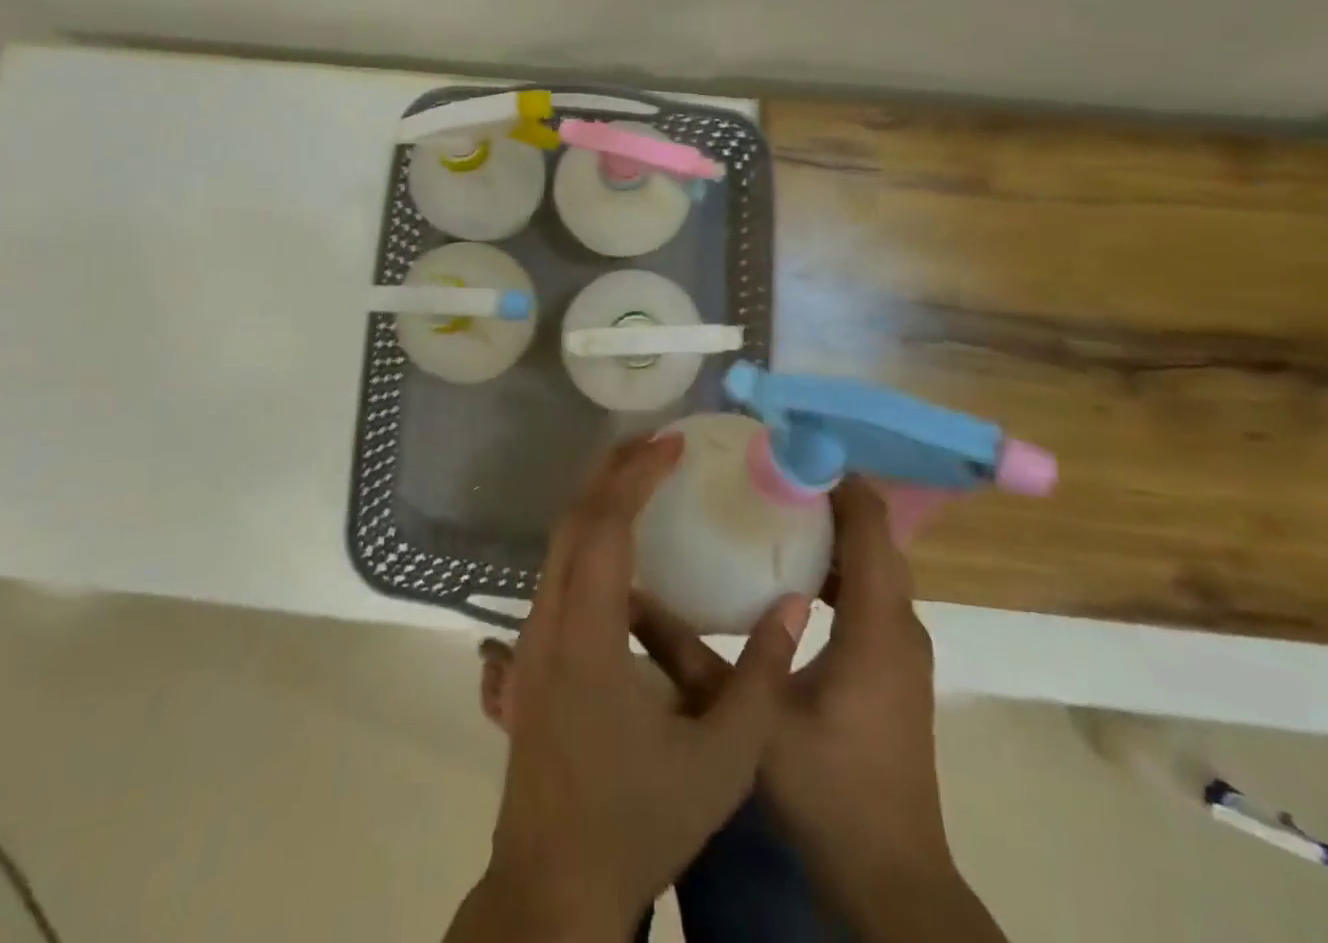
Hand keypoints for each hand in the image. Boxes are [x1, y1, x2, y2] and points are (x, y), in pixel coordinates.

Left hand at [447, 433, 810, 941]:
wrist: (553, 884)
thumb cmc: (639, 822)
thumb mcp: (721, 761)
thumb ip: (760, 678)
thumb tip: (795, 605)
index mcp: (586, 636)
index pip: (605, 527)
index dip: (636, 476)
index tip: (673, 444)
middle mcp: (548, 621)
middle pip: (573, 519)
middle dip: (614, 471)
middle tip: (661, 443)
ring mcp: (532, 636)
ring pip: (559, 541)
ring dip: (598, 499)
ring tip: (643, 475)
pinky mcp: (532, 653)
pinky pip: (558, 568)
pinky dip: (588, 533)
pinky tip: (622, 542)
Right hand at [634, 477, 1006, 942]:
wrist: (894, 881)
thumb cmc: (829, 791)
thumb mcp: (749, 716)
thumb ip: (689, 656)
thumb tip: (634, 601)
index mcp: (876, 624)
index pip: (870, 523)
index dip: (835, 477)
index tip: (785, 448)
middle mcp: (900, 625)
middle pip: (872, 536)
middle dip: (825, 496)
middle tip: (764, 472)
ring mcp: (902, 648)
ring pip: (872, 565)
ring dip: (831, 532)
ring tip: (771, 507)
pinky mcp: (894, 668)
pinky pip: (869, 594)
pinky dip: (836, 569)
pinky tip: (788, 574)